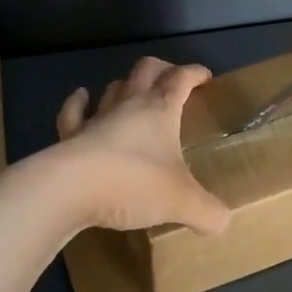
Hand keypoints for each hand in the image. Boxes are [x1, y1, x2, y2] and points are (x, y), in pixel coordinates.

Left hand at [50, 58, 231, 233]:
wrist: (69, 189)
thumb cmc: (133, 183)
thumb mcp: (182, 202)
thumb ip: (207, 211)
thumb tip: (223, 221)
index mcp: (160, 111)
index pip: (180, 79)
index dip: (194, 73)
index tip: (205, 77)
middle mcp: (129, 106)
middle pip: (145, 71)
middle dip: (161, 69)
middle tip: (171, 79)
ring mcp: (96, 118)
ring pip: (113, 89)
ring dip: (125, 86)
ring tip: (133, 92)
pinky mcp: (70, 136)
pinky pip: (74, 112)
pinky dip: (79, 102)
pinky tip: (82, 98)